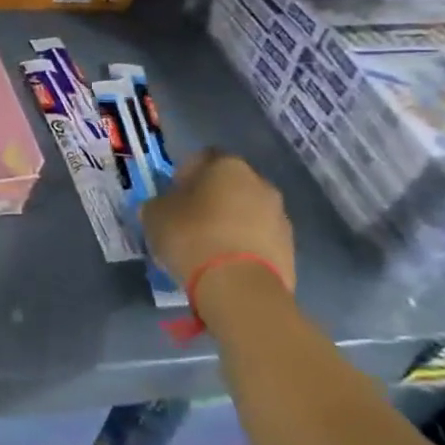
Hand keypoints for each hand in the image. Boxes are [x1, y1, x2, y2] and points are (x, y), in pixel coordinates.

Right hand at [141, 149, 295, 292]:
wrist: (239, 288)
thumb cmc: (192, 237)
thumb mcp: (155, 215)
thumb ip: (160, 203)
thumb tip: (164, 205)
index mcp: (227, 166)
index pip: (204, 157)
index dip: (186, 173)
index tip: (173, 194)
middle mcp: (260, 184)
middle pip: (230, 185)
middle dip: (211, 199)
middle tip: (188, 220)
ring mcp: (280, 218)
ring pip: (247, 213)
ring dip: (230, 223)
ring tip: (206, 248)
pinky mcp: (290, 250)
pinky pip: (258, 240)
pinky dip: (243, 247)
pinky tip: (224, 265)